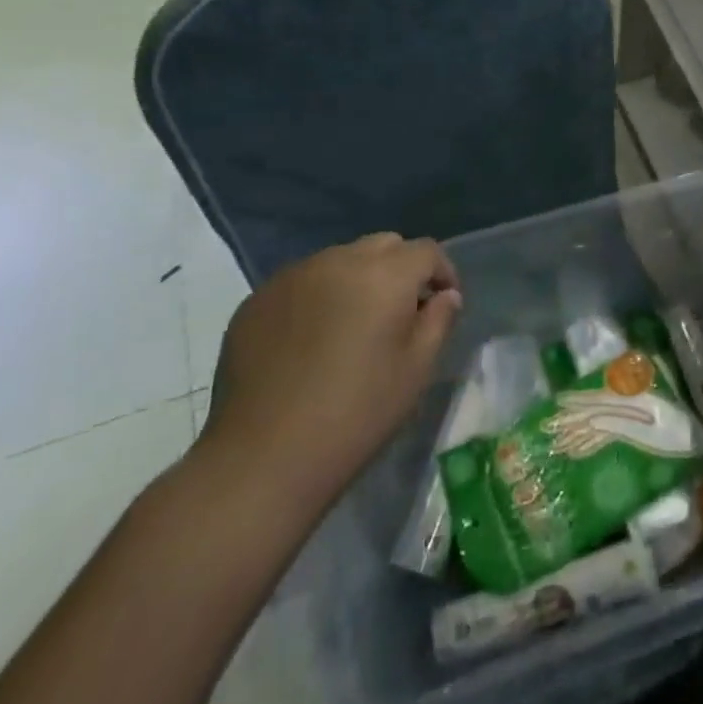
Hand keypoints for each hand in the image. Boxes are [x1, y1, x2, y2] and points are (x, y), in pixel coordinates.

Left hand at [198, 233, 461, 507]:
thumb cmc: (356, 414)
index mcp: (384, 275)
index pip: (426, 251)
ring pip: (340, 259)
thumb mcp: (416, 370)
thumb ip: (438, 321)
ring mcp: (292, 277)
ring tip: (353, 324)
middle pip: (383, 245)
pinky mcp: (257, 299)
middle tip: (401, 311)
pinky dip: (318, 296)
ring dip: (357, 279)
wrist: (263, 457)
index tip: (444, 302)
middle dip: (401, 269)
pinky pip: (302, 282)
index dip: (443, 272)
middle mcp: (339, 261)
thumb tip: (445, 296)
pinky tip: (312, 340)